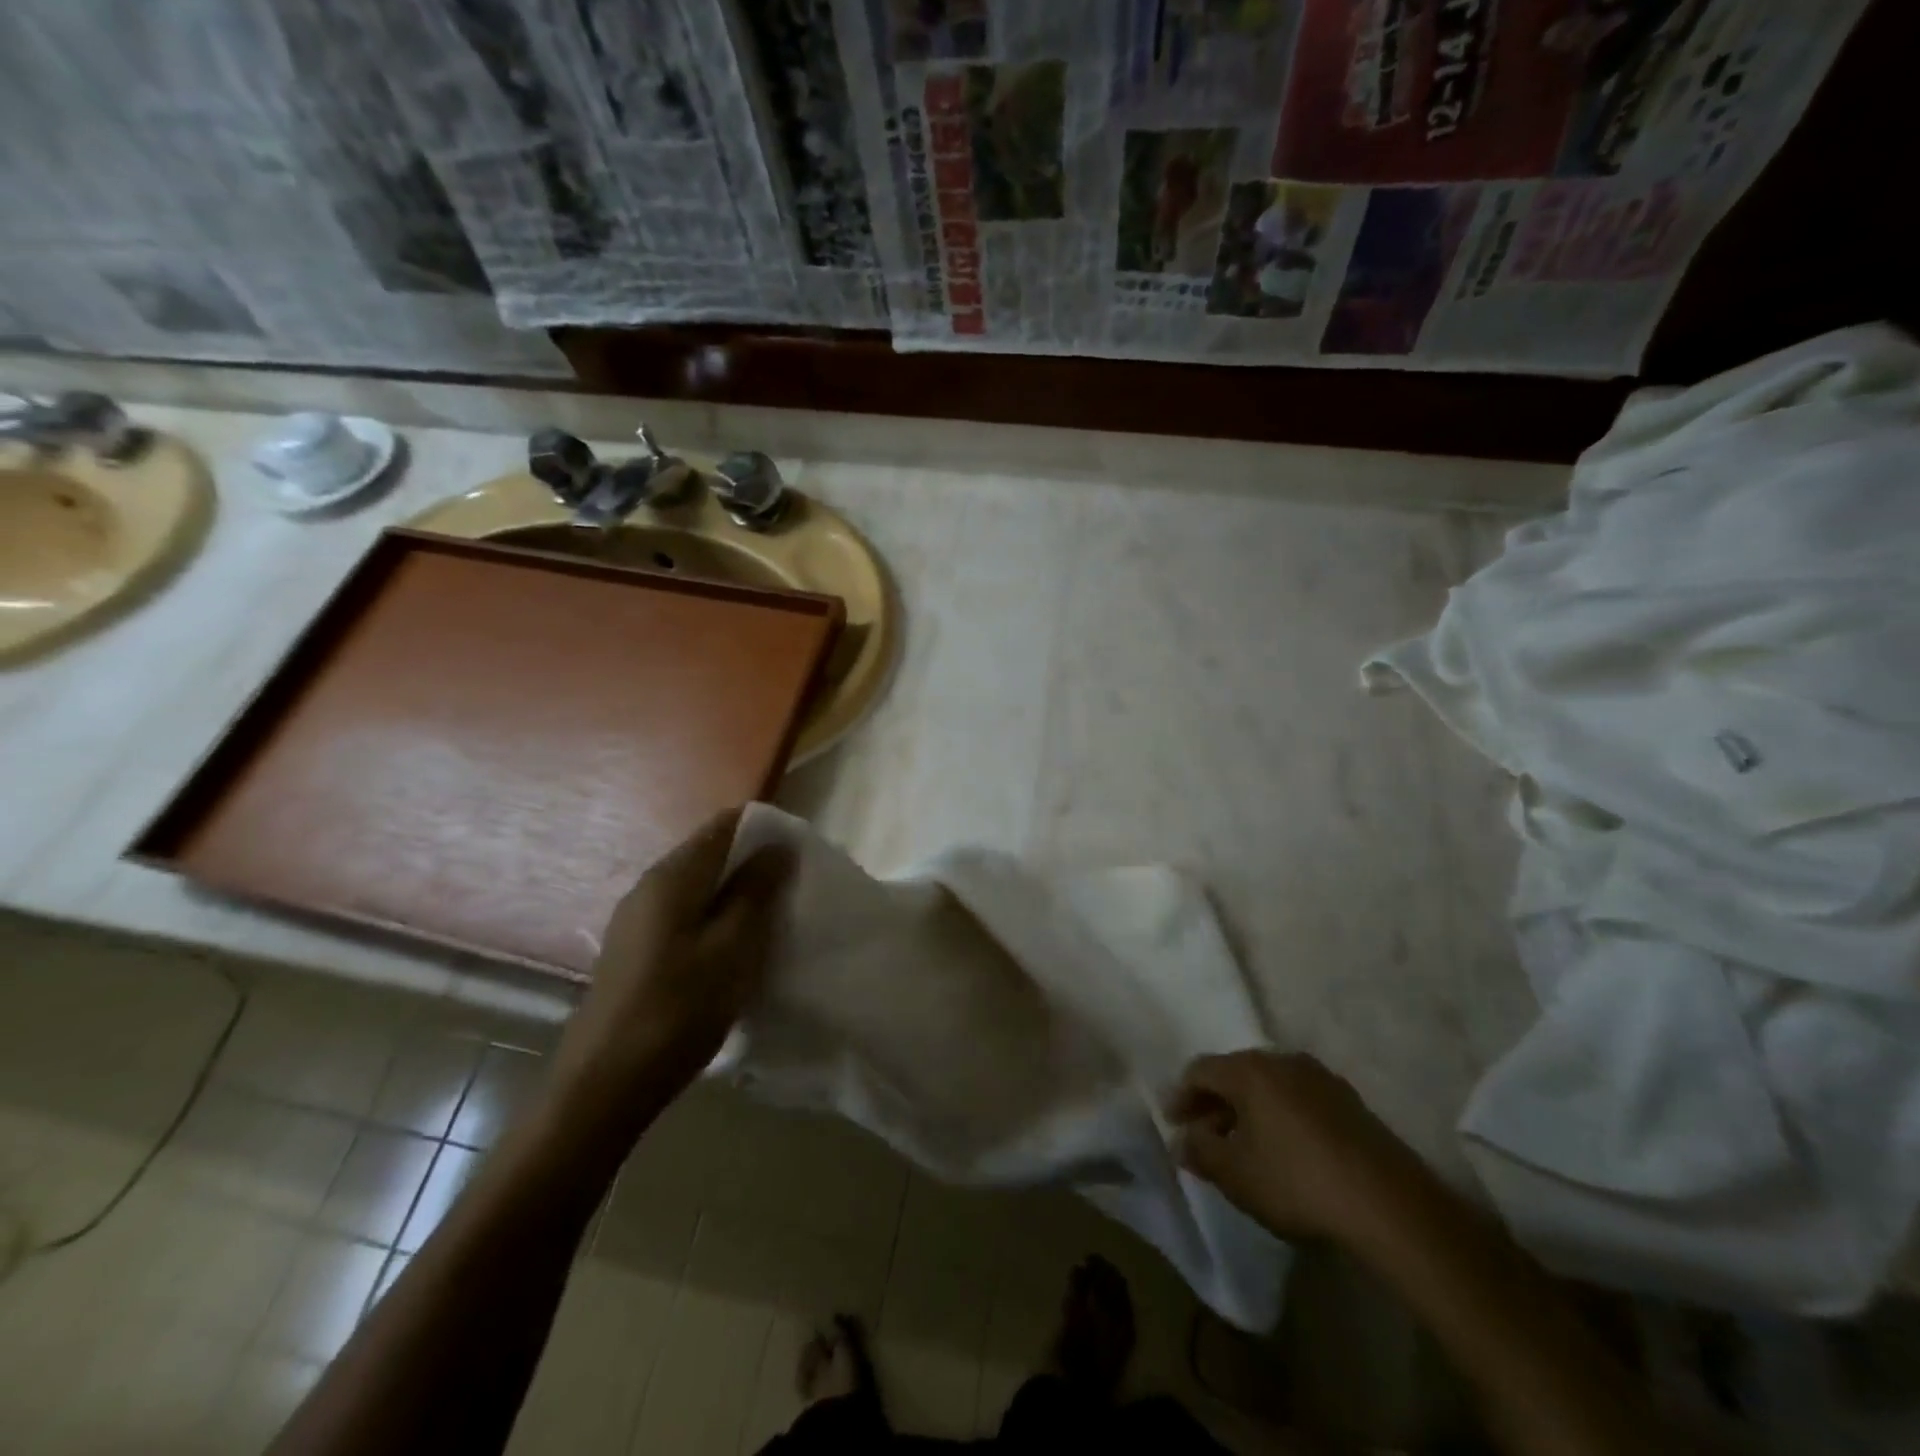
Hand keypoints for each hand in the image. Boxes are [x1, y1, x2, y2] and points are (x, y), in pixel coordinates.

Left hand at [547, 808, 793, 1149]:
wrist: (602, 1086)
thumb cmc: (677, 1010)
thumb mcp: (732, 949)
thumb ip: (756, 891)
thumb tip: (778, 845)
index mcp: (673, 876)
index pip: (725, 825)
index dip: (767, 831)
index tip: (800, 858)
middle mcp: (650, 885)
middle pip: (712, 854)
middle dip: (755, 866)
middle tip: (793, 895)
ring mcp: (638, 919)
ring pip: (700, 888)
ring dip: (737, 897)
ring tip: (770, 925)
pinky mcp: (635, 949)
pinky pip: (685, 915)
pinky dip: (715, 921)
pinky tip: (732, 954)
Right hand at [1167, 1050, 1413, 1242]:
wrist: (1389, 1205)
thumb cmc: (1297, 1181)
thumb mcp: (1236, 1174)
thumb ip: (1201, 1152)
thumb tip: (1183, 1140)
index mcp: (1249, 1070)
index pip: (1200, 1070)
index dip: (1181, 1096)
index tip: (1173, 1124)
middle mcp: (1283, 1061)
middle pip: (1236, 1073)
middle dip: (1215, 1103)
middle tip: (1205, 1135)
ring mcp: (1321, 1078)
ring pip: (1269, 1086)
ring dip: (1249, 1110)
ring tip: (1244, 1146)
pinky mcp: (1350, 1103)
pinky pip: (1299, 1099)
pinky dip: (1280, 1116)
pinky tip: (1285, 1150)